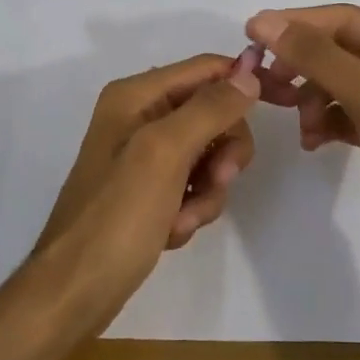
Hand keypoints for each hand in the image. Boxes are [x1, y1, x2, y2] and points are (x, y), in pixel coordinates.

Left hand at [30, 54, 260, 326]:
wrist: (75, 290)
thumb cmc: (117, 216)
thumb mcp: (165, 154)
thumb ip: (210, 109)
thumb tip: (250, 71)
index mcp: (137, 96)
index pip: (208, 69)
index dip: (245, 81)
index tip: (284, 102)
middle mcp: (141, 117)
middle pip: (214, 113)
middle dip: (221, 152)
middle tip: (217, 180)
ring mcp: (145, 156)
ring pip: (209, 155)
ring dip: (207, 190)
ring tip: (183, 218)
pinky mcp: (151, 191)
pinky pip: (194, 186)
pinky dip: (192, 209)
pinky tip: (171, 231)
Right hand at [245, 5, 359, 294]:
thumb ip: (321, 58)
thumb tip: (265, 23)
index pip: (349, 20)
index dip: (299, 24)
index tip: (251, 33)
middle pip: (342, 50)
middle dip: (305, 67)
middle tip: (268, 84)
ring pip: (340, 83)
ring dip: (313, 100)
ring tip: (302, 127)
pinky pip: (346, 113)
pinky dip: (325, 122)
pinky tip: (313, 142)